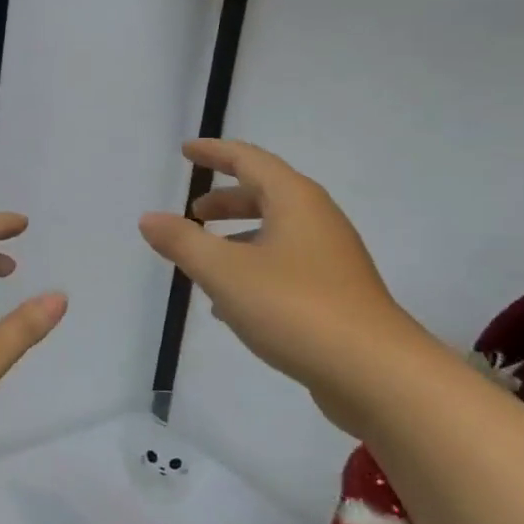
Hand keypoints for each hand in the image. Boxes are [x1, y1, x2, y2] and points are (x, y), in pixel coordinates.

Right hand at [139, 139, 423, 426]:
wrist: (374, 372)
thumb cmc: (294, 307)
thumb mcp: (225, 272)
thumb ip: (183, 242)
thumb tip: (149, 218)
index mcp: (295, 201)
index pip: (249, 160)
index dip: (214, 152)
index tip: (186, 151)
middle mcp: (317, 221)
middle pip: (265, 195)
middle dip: (226, 200)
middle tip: (193, 211)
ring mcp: (331, 259)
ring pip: (276, 234)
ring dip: (238, 238)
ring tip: (204, 259)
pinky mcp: (335, 294)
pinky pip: (285, 266)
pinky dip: (254, 270)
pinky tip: (231, 305)